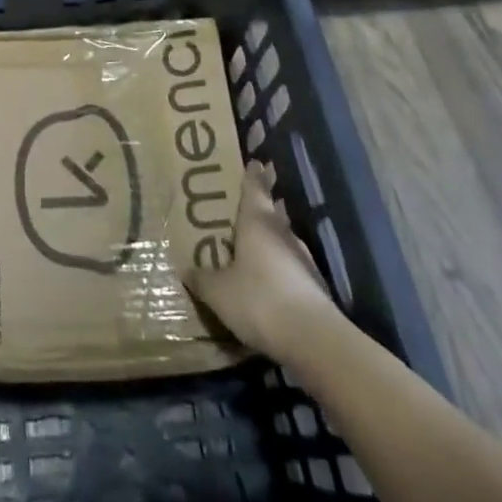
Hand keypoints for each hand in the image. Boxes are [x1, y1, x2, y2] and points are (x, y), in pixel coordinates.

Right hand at [186, 165, 337, 354]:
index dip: (252, 174)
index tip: (253, 161)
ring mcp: (302, 259)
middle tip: (239, 208)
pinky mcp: (314, 286)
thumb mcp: (218, 291)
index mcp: (257, 221)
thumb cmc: (259, 299)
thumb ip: (202, 278)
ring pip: (281, 240)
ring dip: (269, 241)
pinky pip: (290, 268)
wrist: (314, 340)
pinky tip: (267, 282)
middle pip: (270, 212)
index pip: (254, 187)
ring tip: (250, 247)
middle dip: (258, 209)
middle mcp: (282, 233)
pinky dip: (278, 269)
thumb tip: (187, 270)